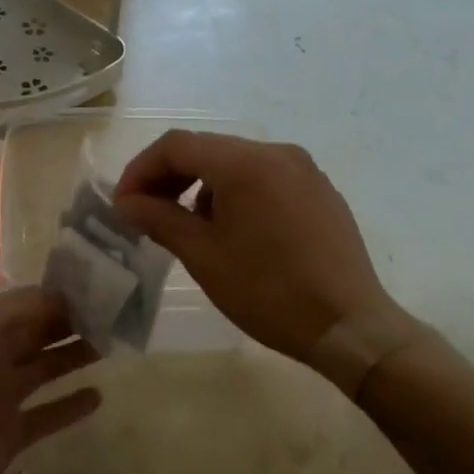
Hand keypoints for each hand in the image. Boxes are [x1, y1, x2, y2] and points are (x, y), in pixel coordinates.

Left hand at [0, 287, 100, 473]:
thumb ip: (28, 308)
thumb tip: (66, 294)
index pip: (27, 304)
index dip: (57, 297)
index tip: (94, 290)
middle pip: (37, 334)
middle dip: (69, 324)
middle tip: (110, 316)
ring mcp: (3, 395)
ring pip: (45, 369)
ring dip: (72, 357)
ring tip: (108, 346)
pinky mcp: (11, 432)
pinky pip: (47, 414)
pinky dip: (70, 406)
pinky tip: (98, 396)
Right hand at [113, 131, 423, 367]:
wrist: (351, 327)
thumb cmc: (269, 292)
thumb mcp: (204, 256)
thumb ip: (159, 219)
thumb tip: (126, 202)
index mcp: (245, 163)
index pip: (176, 146)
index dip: (141, 170)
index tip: (123, 204)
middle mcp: (276, 152)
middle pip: (206, 149)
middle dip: (169, 177)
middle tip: (146, 213)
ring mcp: (303, 169)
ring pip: (234, 162)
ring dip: (201, 185)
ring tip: (190, 227)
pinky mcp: (319, 189)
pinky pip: (264, 176)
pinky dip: (235, 192)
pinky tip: (233, 230)